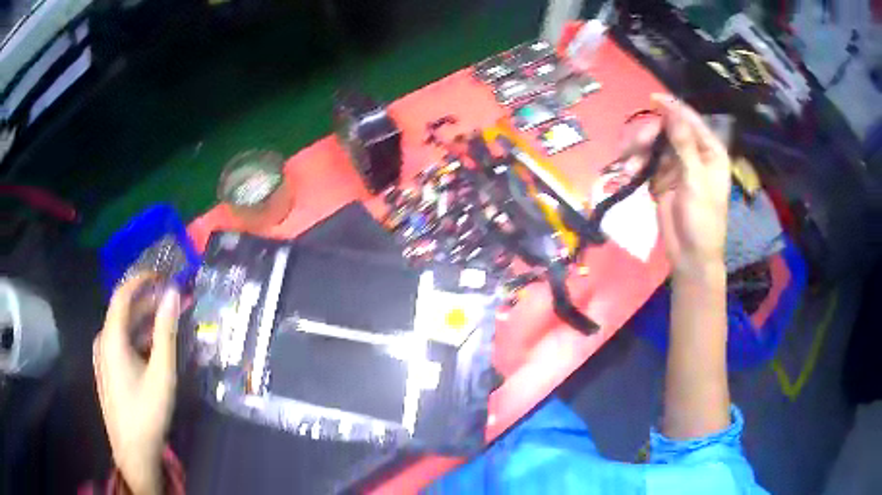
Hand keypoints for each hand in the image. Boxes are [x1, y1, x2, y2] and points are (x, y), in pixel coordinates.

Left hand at [94, 274, 179, 494]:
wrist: (132, 452)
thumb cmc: (147, 412)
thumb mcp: (161, 373)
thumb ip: (166, 332)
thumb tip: (172, 295)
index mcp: (111, 338)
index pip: (122, 294)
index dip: (141, 280)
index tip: (162, 274)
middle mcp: (103, 341)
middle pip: (123, 312)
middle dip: (147, 302)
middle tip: (171, 301)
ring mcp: (103, 357)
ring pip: (123, 329)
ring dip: (144, 322)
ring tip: (166, 323)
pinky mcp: (107, 370)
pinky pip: (121, 344)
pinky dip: (137, 338)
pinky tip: (152, 348)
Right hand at [632, 95, 730, 279]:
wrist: (690, 255)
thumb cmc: (703, 219)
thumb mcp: (696, 181)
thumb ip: (684, 145)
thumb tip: (672, 112)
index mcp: (710, 152)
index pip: (690, 121)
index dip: (672, 108)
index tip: (652, 99)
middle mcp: (694, 154)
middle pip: (668, 130)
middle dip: (650, 136)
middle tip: (637, 146)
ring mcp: (676, 166)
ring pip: (654, 145)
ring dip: (639, 151)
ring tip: (629, 165)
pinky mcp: (661, 178)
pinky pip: (646, 162)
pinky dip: (636, 166)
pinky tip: (630, 173)